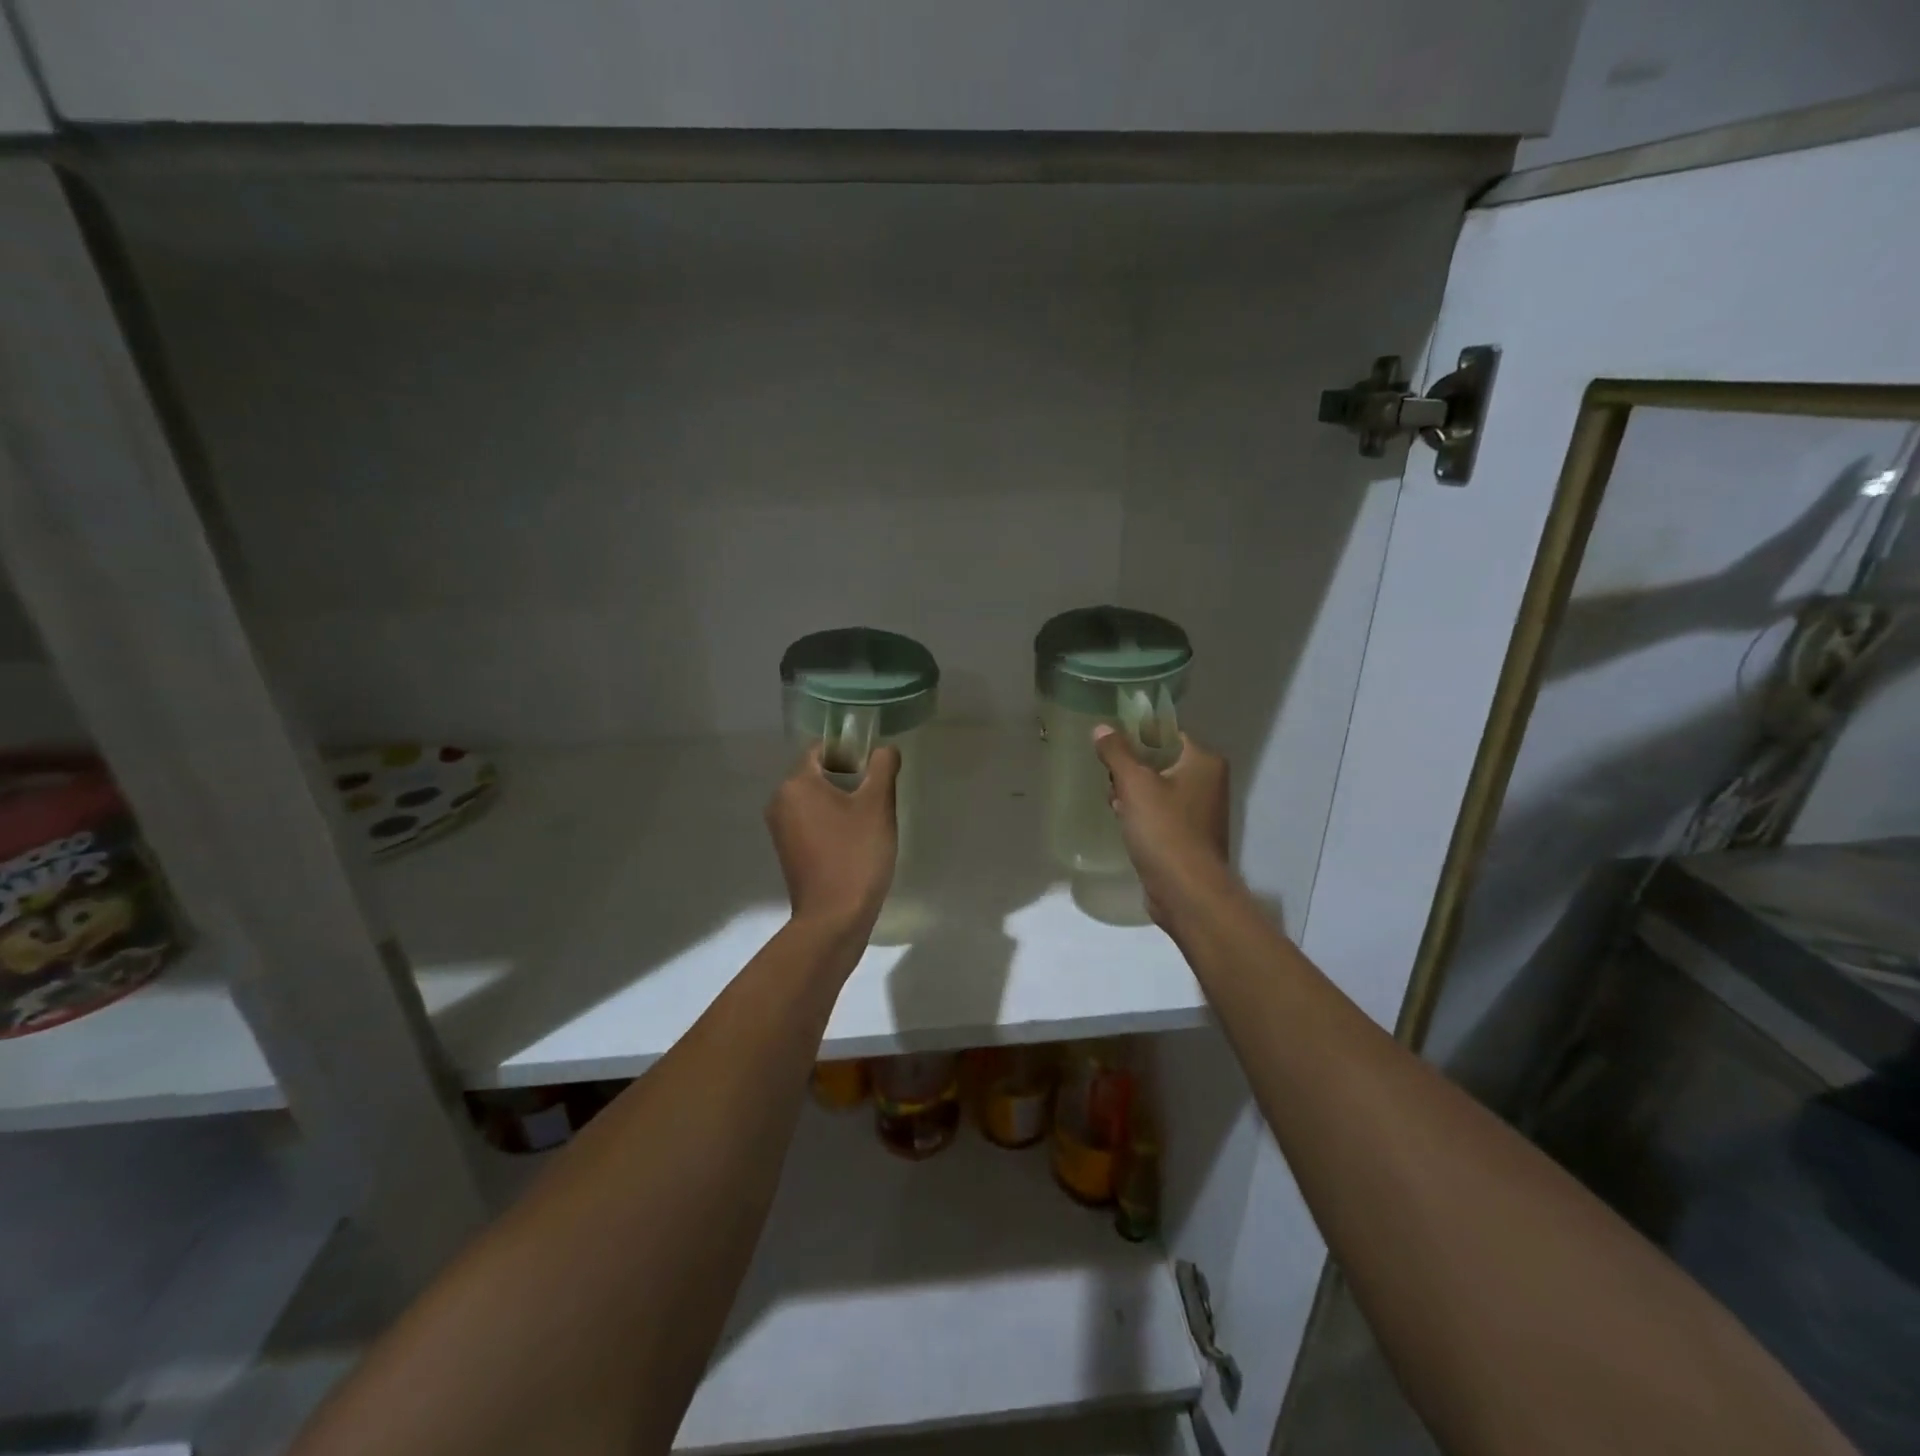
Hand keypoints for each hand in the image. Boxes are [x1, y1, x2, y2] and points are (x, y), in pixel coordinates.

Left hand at [765, 743, 899, 937]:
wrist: (834, 918)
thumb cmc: (856, 855)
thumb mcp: (878, 805)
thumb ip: (882, 767)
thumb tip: (884, 749)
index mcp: (796, 783)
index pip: (822, 749)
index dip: (850, 752)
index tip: (874, 771)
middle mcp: (780, 800)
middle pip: (817, 773)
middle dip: (848, 779)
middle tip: (877, 798)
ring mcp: (780, 828)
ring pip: (815, 799)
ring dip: (841, 802)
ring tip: (868, 822)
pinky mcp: (787, 851)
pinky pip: (810, 822)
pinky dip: (830, 823)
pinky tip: (853, 842)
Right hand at [1093, 726, 1232, 930]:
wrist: (1186, 891)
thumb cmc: (1164, 829)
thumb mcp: (1134, 784)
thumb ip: (1116, 752)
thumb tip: (1101, 727)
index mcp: (1204, 761)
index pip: (1168, 734)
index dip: (1137, 736)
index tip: (1111, 747)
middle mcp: (1208, 782)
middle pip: (1160, 761)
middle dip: (1131, 771)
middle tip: (1111, 782)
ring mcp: (1201, 812)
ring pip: (1158, 790)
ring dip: (1133, 795)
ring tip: (1114, 806)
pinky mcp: (1189, 837)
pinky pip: (1160, 814)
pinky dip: (1142, 816)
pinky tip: (1124, 825)